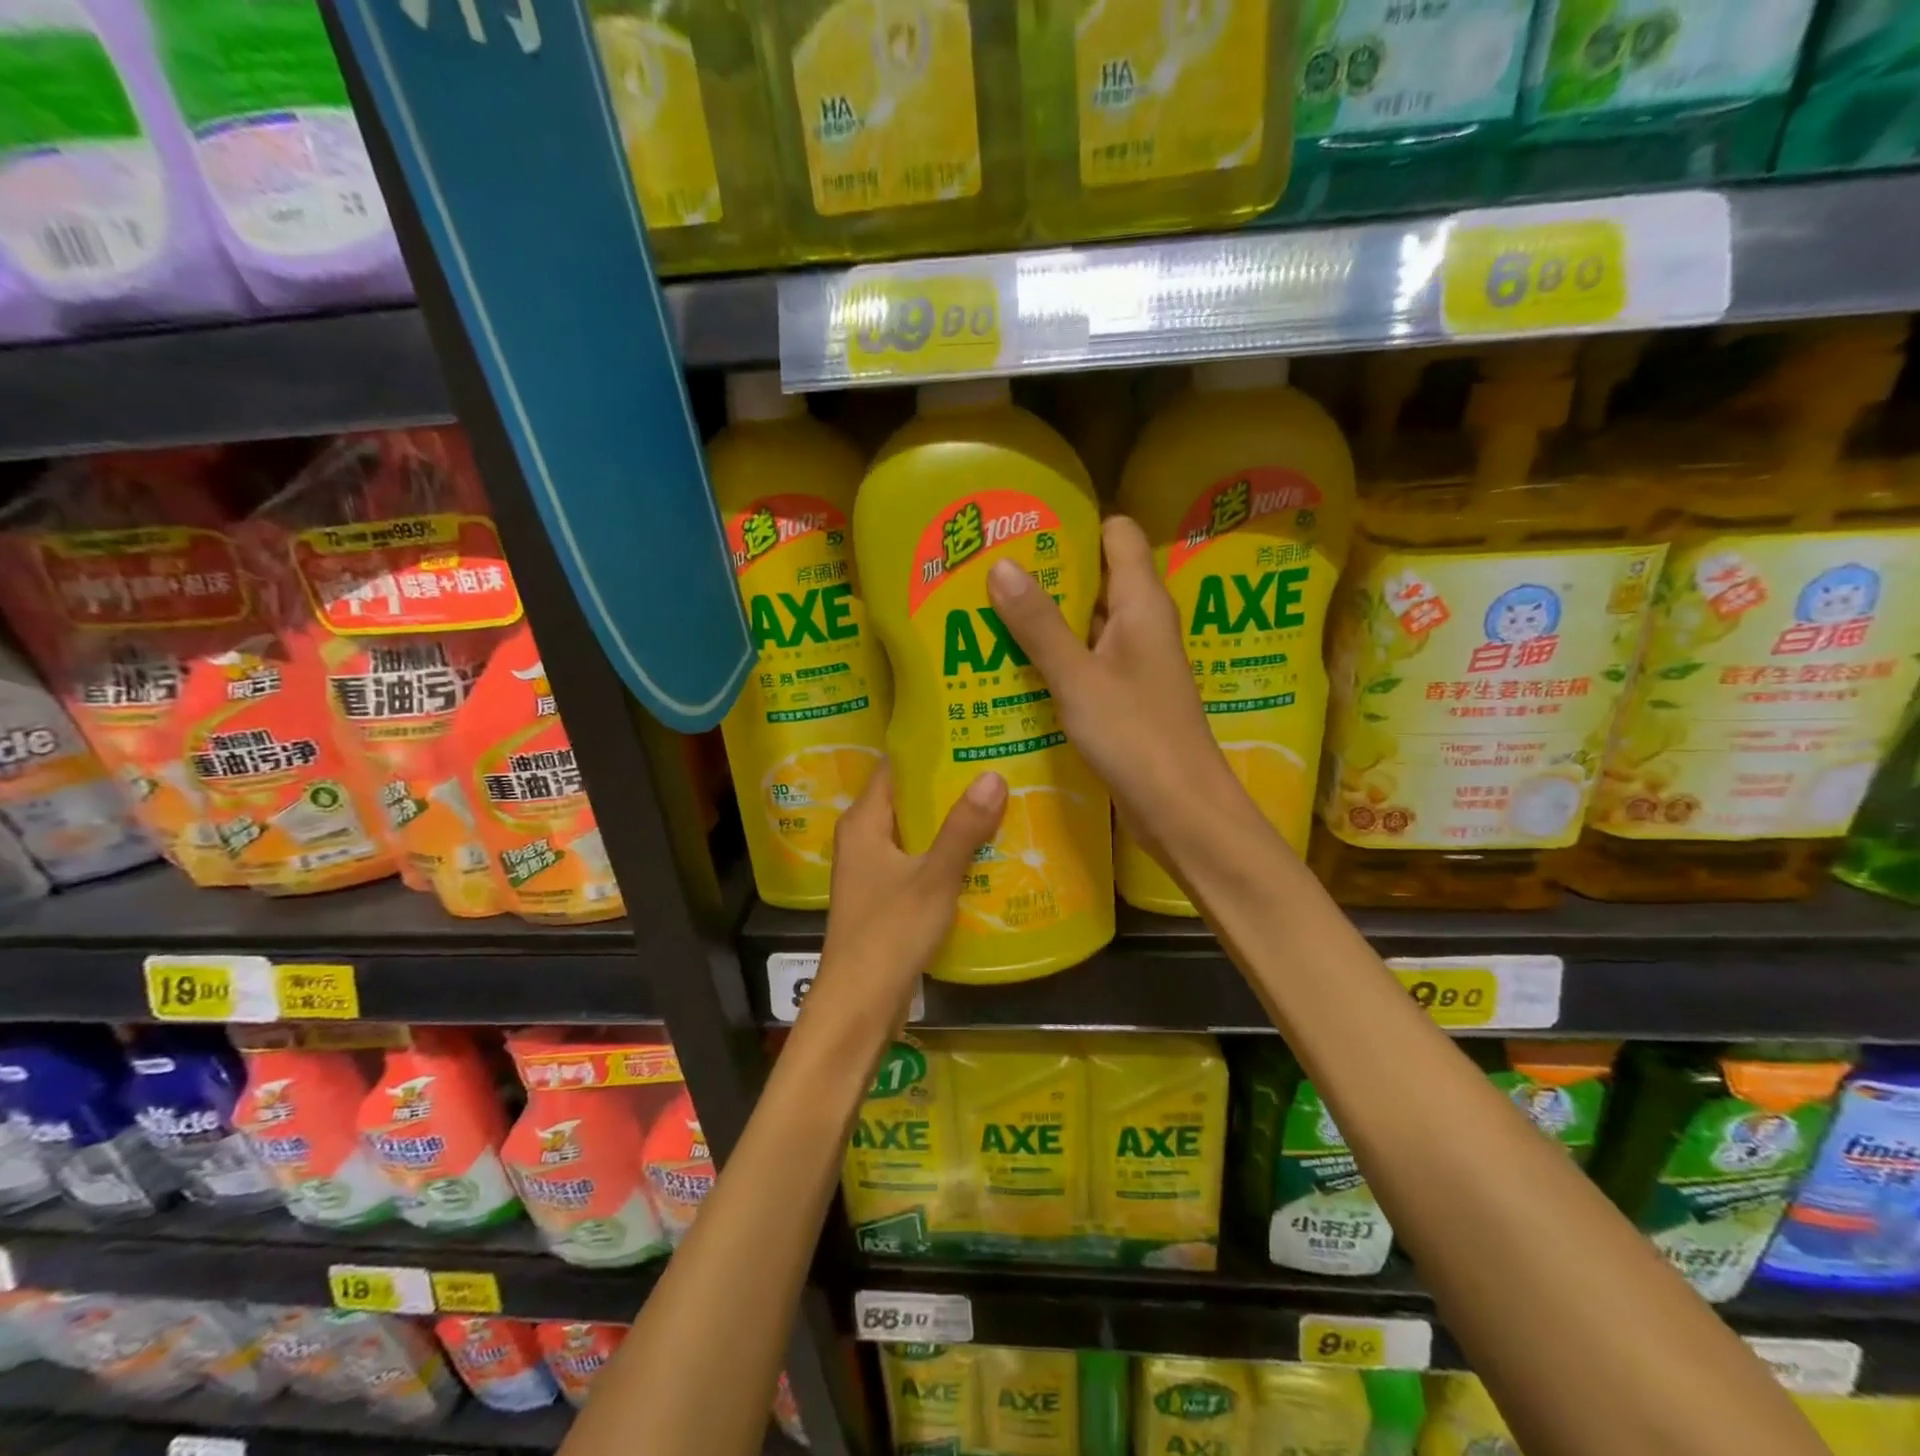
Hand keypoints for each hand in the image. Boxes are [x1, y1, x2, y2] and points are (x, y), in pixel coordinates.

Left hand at [808, 762, 1006, 1032]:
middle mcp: (863, 838)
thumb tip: (993, 775)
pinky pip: (917, 859)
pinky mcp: (885, 895)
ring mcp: (872, 869)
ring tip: (997, 799)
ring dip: (949, 820)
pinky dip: (944, 851)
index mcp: (863, 822)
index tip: (968, 734)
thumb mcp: (933, 877)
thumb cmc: (889, 933)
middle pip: (906, 797)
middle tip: (994, 764)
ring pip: (915, 830)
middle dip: (947, 784)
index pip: (894, 767)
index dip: (928, 749)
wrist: (859, 1004)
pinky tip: (981, 849)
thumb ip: (963, 828)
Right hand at [986, 515, 1245, 866]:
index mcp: (1143, 603)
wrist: (1181, 810)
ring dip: (1048, 616)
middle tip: (990, 568)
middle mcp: (1143, 624)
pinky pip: (1088, 660)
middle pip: (1098, 576)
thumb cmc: (1135, 736)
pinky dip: (1057, 655)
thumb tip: (1000, 565)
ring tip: (989, 609)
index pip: (1118, 533)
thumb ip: (1039, 624)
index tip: (1024, 524)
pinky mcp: (1127, 696)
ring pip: (1089, 622)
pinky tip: (1015, 663)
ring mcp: (1136, 662)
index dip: (1076, 523)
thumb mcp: (1077, 678)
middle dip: (1049, 570)